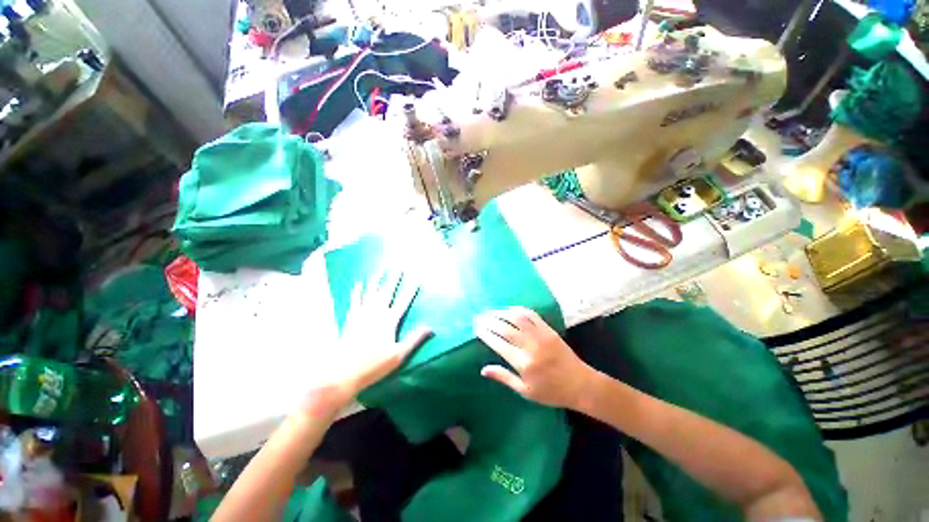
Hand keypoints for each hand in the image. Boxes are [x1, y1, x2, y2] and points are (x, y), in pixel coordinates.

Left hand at [301, 272, 430, 417]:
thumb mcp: (399, 354)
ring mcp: (362, 314)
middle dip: (394, 278)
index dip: (411, 289)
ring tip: (381, 268)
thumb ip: (415, 338)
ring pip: (371, 293)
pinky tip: (358, 283)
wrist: (343, 370)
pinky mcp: (351, 319)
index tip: (417, 277)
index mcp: (390, 321)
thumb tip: (431, 327)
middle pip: (388, 292)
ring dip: (377, 280)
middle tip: (399, 265)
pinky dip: (357, 291)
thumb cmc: (374, 364)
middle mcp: (377, 313)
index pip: (404, 301)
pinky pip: (355, 301)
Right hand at [474, 307, 593, 408]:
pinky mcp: (549, 330)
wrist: (580, 385)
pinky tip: (511, 308)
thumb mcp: (525, 391)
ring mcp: (540, 336)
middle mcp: (530, 346)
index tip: (477, 328)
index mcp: (523, 363)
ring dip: (502, 312)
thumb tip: (483, 369)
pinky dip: (520, 309)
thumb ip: (504, 377)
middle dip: (490, 321)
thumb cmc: (551, 392)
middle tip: (480, 316)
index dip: (486, 334)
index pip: (498, 343)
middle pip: (505, 328)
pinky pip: (532, 315)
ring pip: (517, 318)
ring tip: (491, 311)